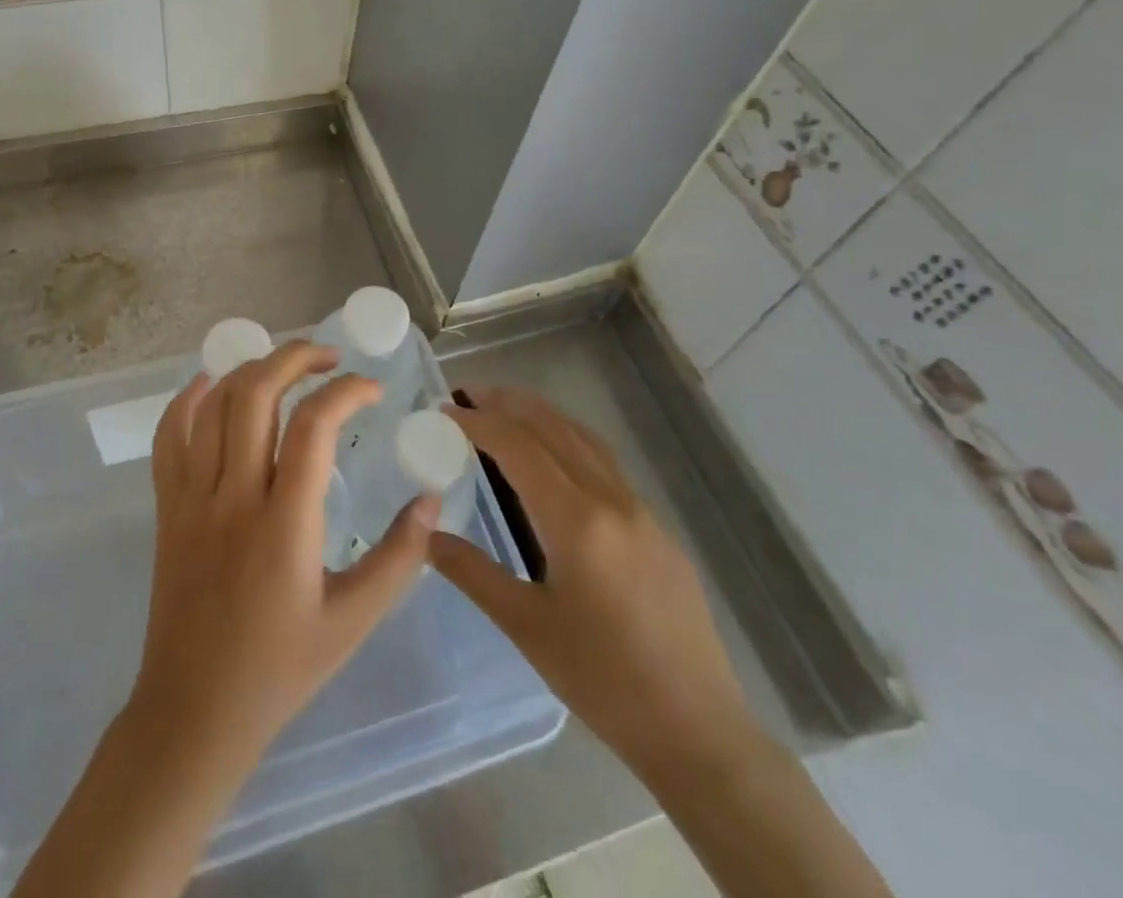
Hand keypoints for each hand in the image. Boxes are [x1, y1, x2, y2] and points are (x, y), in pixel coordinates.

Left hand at [131, 340, 440, 769]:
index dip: (347, 391)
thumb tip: (431, 500)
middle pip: (255, 394)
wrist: (194, 712)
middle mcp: (233, 497)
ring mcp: (191, 498)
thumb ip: (399, 558)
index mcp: (284, 525)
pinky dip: (188, 399)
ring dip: (250, 369)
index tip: (373, 389)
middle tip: (328, 357)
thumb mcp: (354, 621)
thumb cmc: (280, 669)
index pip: (314, 426)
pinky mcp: (167, 507)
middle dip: (295, 357)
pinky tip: (211, 384)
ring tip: (284, 366)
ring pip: (213, 404)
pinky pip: (168, 436)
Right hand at [430, 387, 763, 784]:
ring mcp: (640, 511)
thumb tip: (424, 535)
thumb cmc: (603, 680)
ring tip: (505, 408)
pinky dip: (568, 439)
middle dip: (508, 403)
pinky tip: (554, 455)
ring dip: (541, 415)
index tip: (445, 411)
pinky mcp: (657, 528)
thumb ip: (472, 571)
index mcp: (577, 520)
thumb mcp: (526, 627)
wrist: (697, 730)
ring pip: (583, 439)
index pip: (518, 447)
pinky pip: (604, 462)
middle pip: (553, 428)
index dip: (478, 422)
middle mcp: (611, 500)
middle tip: (468, 392)